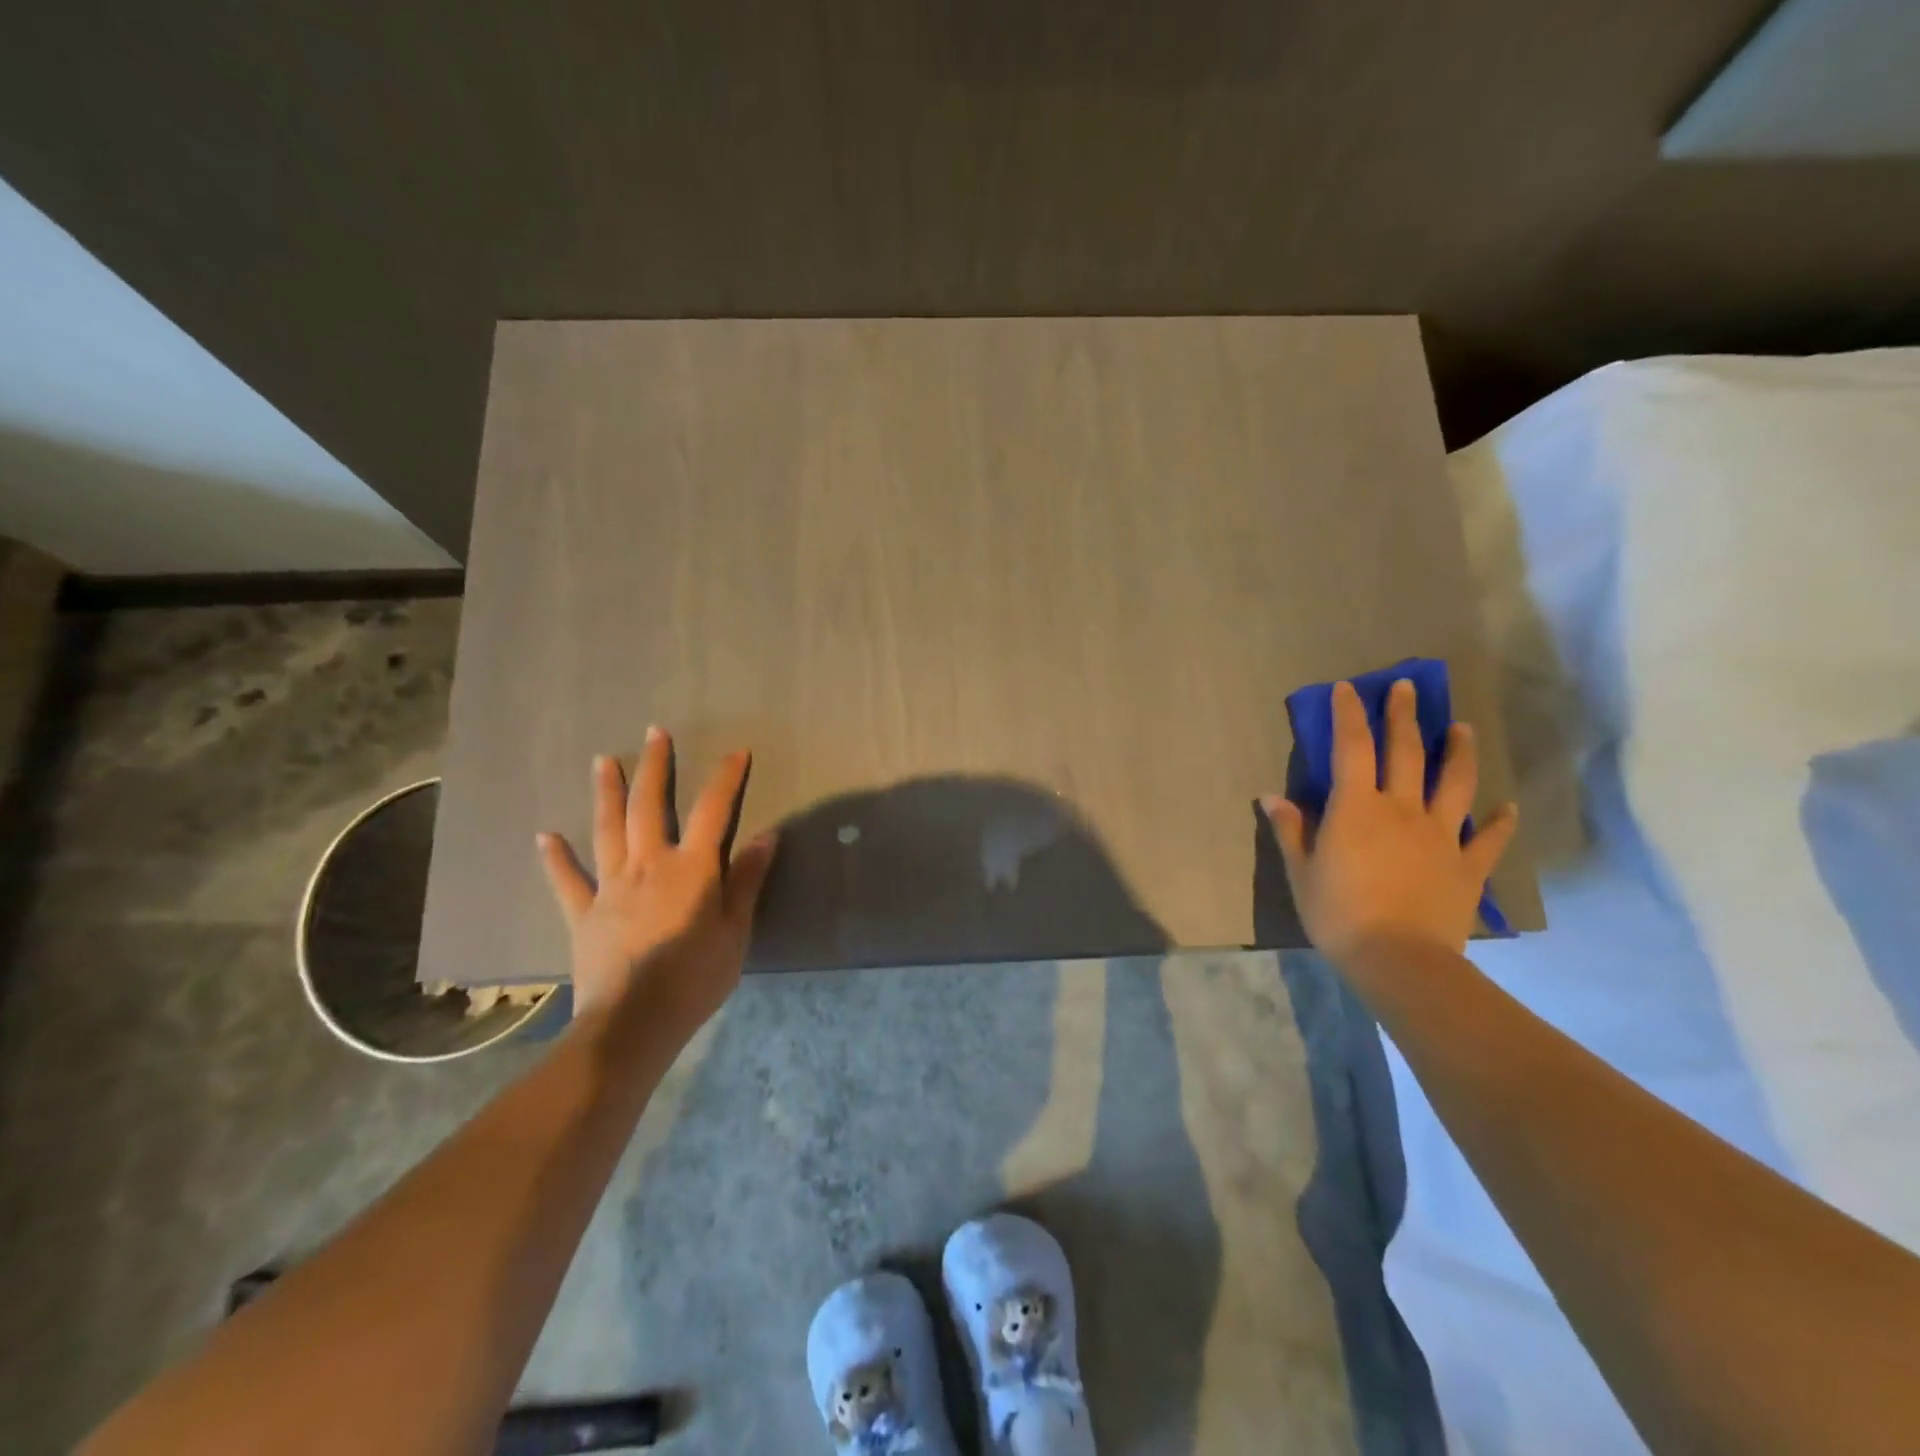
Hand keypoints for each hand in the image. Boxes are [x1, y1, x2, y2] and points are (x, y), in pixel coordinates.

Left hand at [536, 727, 776, 1030]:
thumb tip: (767, 834)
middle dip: (655, 767)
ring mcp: (610, 886)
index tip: (736, 752)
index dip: (725, 778)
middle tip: (655, 733)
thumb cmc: (695, 978)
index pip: (713, 811)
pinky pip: (567, 880)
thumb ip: (747, 880)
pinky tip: (545, 836)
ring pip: (607, 829)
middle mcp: (648, 865)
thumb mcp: (736, 930)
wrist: (633, 1023)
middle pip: (650, 806)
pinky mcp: (583, 913)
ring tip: (604, 761)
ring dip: (608, 793)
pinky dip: (556, 857)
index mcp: (691, 868)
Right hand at [1263, 678, 1516, 963]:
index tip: (1349, 689)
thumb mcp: (1301, 872)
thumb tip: (1273, 797)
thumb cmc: (1338, 913)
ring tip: (1463, 729)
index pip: (1352, 747)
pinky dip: (1499, 821)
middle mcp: (1401, 809)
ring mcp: (1441, 835)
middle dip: (1404, 716)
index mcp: (1356, 807)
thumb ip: (1291, 830)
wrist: (1399, 959)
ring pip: (1454, 783)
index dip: (1349, 715)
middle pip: (1406, 752)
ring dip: (1459, 752)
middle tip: (1407, 687)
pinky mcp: (1468, 865)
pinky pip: (1488, 838)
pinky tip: (1508, 808)